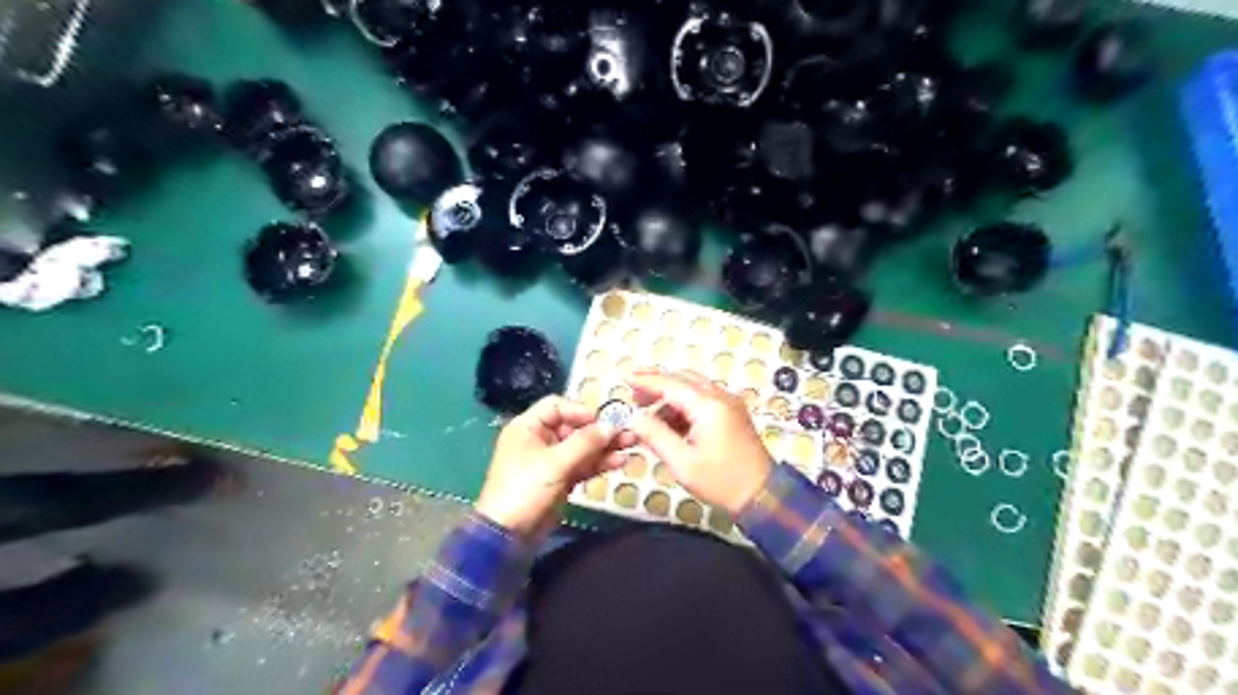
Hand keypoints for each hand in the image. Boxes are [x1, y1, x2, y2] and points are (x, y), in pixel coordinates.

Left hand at [476, 397, 636, 535]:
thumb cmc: (526, 489)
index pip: (557, 406)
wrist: (509, 535)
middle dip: (600, 430)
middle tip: (627, 432)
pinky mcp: (560, 479)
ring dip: (604, 447)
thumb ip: (585, 442)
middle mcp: (539, 439)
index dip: (581, 410)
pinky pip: (582, 465)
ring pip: (581, 447)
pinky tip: (619, 462)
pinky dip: (599, 463)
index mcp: (528, 427)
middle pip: (573, 427)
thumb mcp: (555, 463)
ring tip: (631, 445)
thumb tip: (611, 426)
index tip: (603, 420)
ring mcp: (551, 461)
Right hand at [629, 369, 771, 514]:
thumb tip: (634, 418)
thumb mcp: (682, 462)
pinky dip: (684, 406)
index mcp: (708, 406)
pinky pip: (703, 400)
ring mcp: (729, 404)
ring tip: (648, 417)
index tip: (625, 378)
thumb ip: (656, 436)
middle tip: (634, 397)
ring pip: (693, 389)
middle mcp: (720, 397)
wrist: (763, 496)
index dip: (645, 380)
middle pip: (683, 379)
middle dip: (657, 385)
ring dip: (670, 397)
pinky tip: (670, 425)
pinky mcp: (732, 414)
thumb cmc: (721, 481)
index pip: (670, 384)